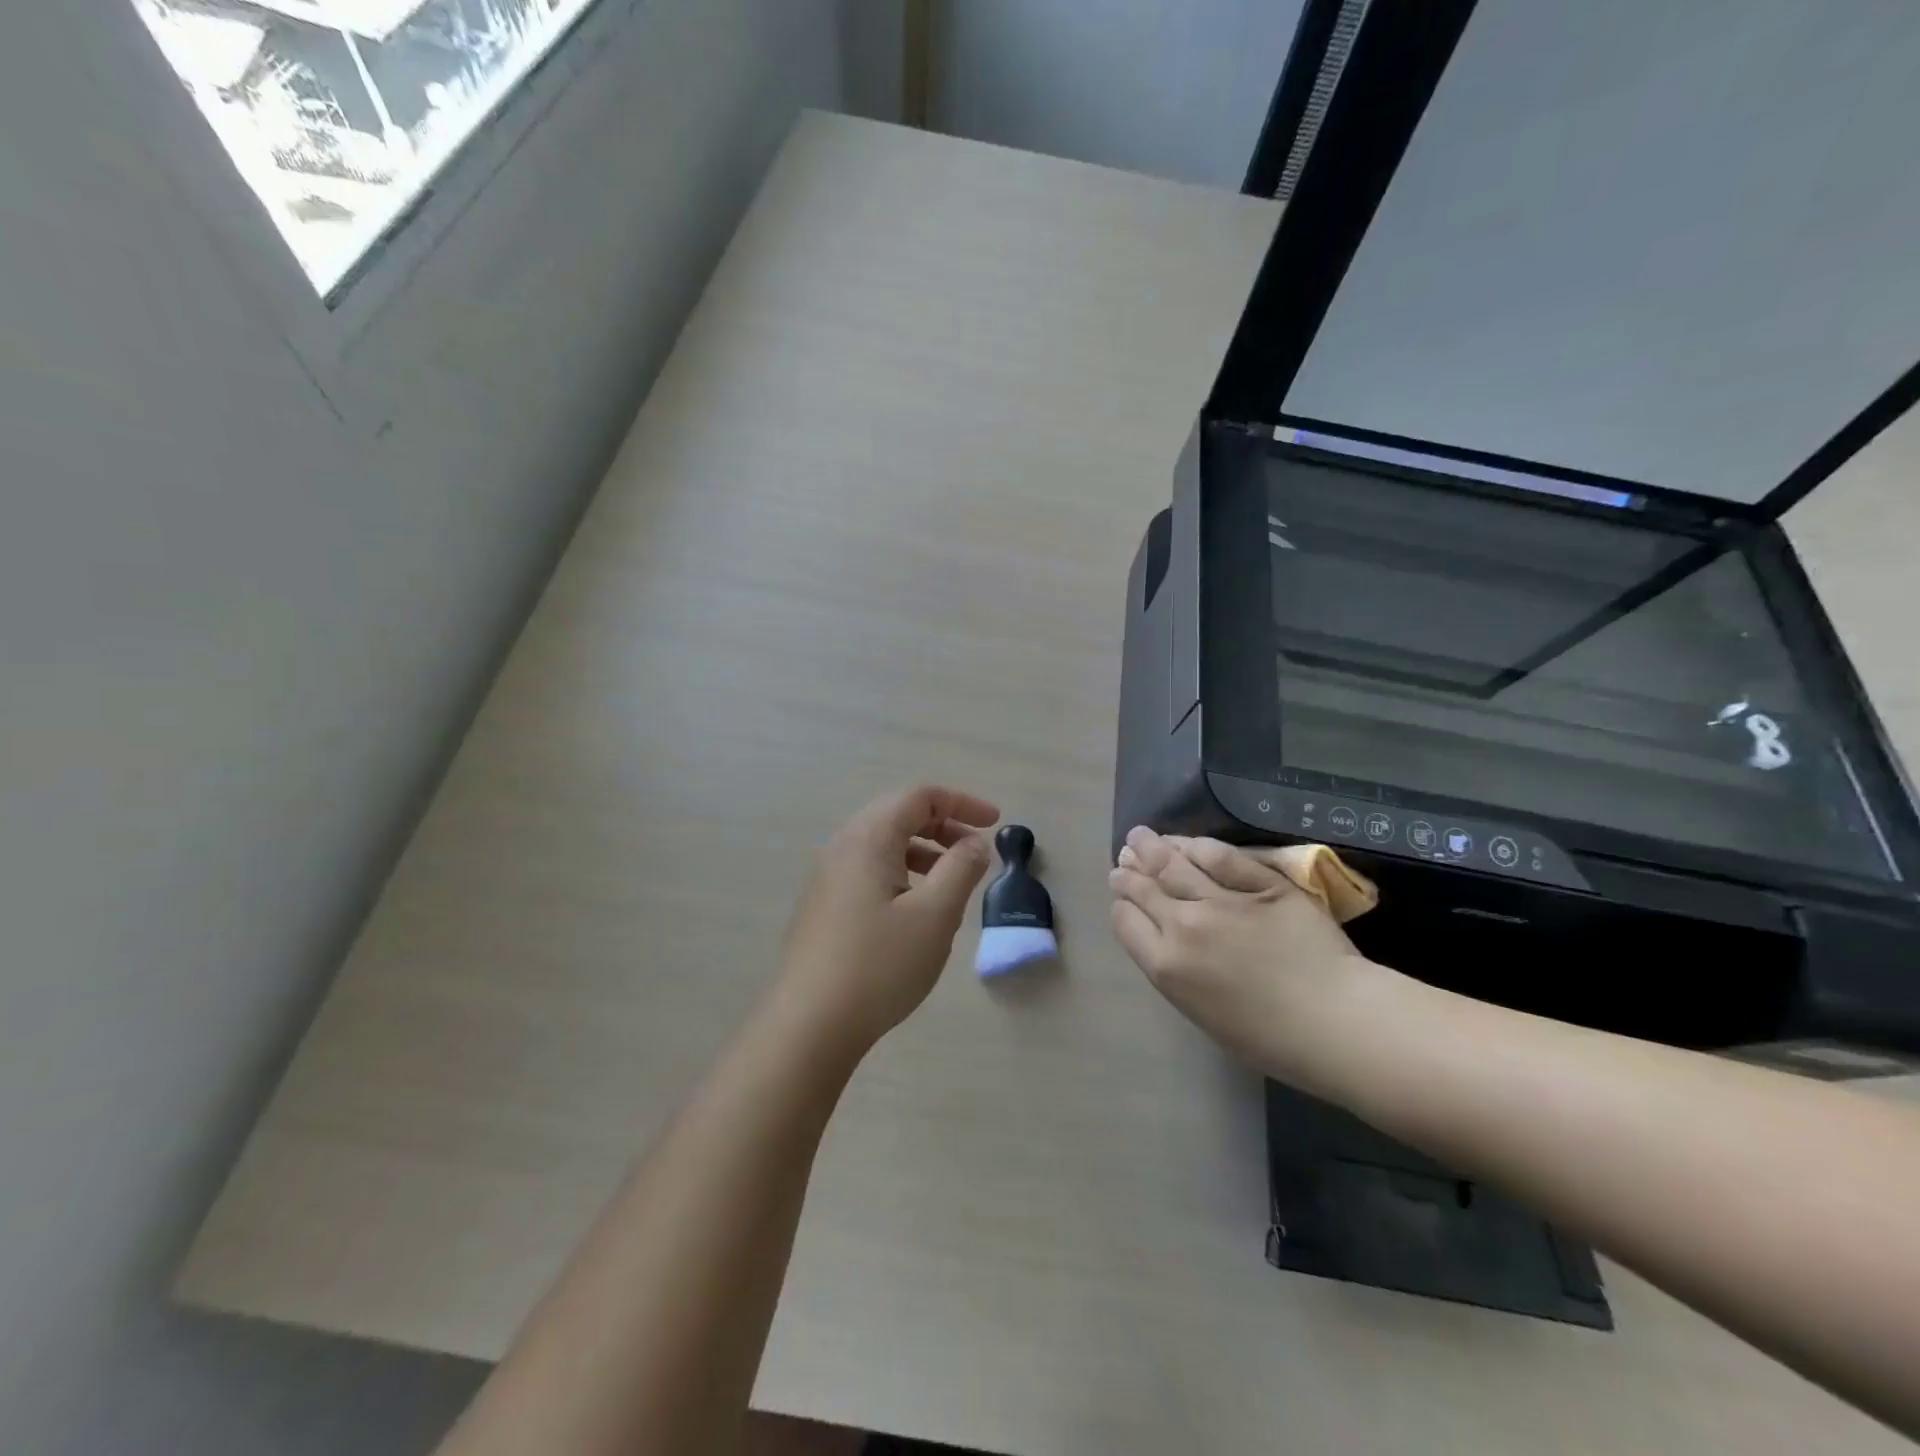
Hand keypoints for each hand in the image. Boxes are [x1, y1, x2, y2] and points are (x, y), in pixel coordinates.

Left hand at [775, 786, 999, 1059]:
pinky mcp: (824, 906)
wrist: (812, 1024)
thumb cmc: (880, 964)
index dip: (962, 803)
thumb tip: (974, 844)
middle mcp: (842, 847)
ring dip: (924, 851)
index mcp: (868, 839)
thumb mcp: (935, 915)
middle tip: (976, 850)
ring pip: (884, 845)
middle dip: (943, 825)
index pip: (919, 797)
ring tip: (951, 881)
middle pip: (899, 815)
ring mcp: (827, 877)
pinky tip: (916, 909)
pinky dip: (902, 873)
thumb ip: (961, 869)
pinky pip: (869, 870)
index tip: (996, 823)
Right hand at [1109, 826, 1399, 1088]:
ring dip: (1152, 848)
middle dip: (1128, 872)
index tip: (1122, 898)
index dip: (1121, 906)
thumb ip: (1178, 974)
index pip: (1125, 921)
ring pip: (1175, 865)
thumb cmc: (1270, 1039)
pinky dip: (1198, 846)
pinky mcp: (1261, 884)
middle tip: (1123, 860)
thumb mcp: (1204, 1015)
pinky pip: (1222, 857)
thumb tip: (1167, 945)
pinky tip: (1187, 842)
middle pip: (1144, 889)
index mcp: (1167, 966)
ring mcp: (1223, 901)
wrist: (1336, 1023)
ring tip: (1140, 836)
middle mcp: (1184, 926)